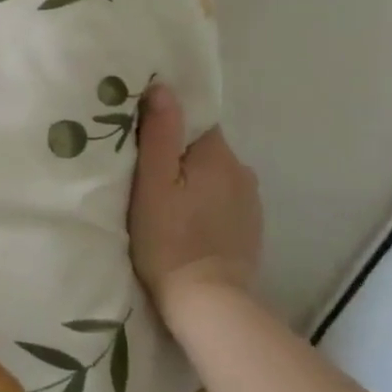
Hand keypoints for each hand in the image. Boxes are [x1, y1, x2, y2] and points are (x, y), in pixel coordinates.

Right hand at [128, 84, 263, 311]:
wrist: (207, 304)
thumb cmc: (169, 238)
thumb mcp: (152, 183)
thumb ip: (159, 133)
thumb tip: (163, 87)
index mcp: (218, 154)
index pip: (193, 121)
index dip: (167, 126)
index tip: (141, 141)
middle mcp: (242, 171)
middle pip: (202, 148)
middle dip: (177, 156)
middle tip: (145, 176)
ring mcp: (250, 202)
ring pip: (212, 175)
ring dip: (192, 181)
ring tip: (164, 202)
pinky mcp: (250, 228)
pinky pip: (222, 200)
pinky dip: (204, 204)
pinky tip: (186, 222)